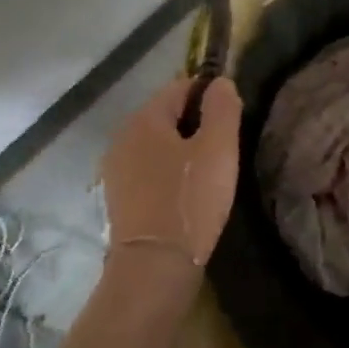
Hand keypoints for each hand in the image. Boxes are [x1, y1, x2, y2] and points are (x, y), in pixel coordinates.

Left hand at [100, 76, 241, 283]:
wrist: (155, 265)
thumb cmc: (190, 200)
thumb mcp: (218, 149)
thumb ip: (222, 108)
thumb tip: (220, 82)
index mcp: (144, 120)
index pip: (180, 88)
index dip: (209, 96)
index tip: (232, 118)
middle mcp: (122, 138)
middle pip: (166, 116)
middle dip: (196, 124)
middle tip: (224, 149)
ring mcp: (116, 170)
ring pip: (157, 145)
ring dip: (183, 150)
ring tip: (209, 173)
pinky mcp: (119, 198)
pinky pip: (149, 170)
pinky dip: (169, 173)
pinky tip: (187, 193)